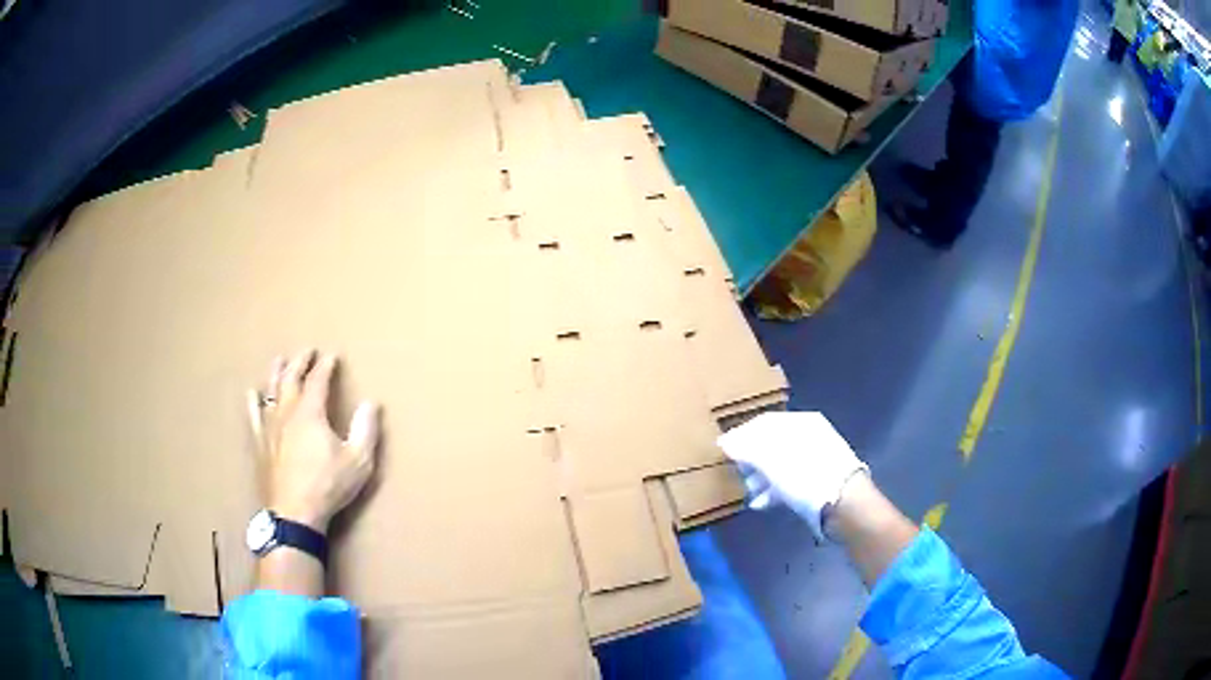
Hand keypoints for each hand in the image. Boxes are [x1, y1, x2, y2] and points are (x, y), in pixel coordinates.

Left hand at [249, 350, 380, 532]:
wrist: (293, 514)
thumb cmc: (327, 486)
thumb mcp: (358, 461)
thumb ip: (365, 430)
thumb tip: (371, 403)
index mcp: (310, 412)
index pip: (318, 380)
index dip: (325, 366)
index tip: (332, 356)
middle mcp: (287, 412)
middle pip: (291, 378)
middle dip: (300, 362)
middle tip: (307, 351)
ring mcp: (269, 427)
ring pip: (271, 391)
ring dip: (276, 373)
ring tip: (280, 361)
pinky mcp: (260, 443)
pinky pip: (253, 416)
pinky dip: (253, 401)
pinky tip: (253, 393)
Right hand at [718, 412, 866, 540]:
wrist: (844, 505)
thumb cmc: (805, 475)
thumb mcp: (771, 460)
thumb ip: (746, 448)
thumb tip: (725, 441)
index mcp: (801, 423)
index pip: (764, 422)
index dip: (742, 434)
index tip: (724, 450)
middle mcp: (810, 436)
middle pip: (773, 443)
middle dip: (751, 459)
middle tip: (735, 473)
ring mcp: (816, 459)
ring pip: (781, 464)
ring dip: (761, 477)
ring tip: (747, 492)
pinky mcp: (819, 481)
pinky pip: (791, 480)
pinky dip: (775, 490)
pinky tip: (761, 503)